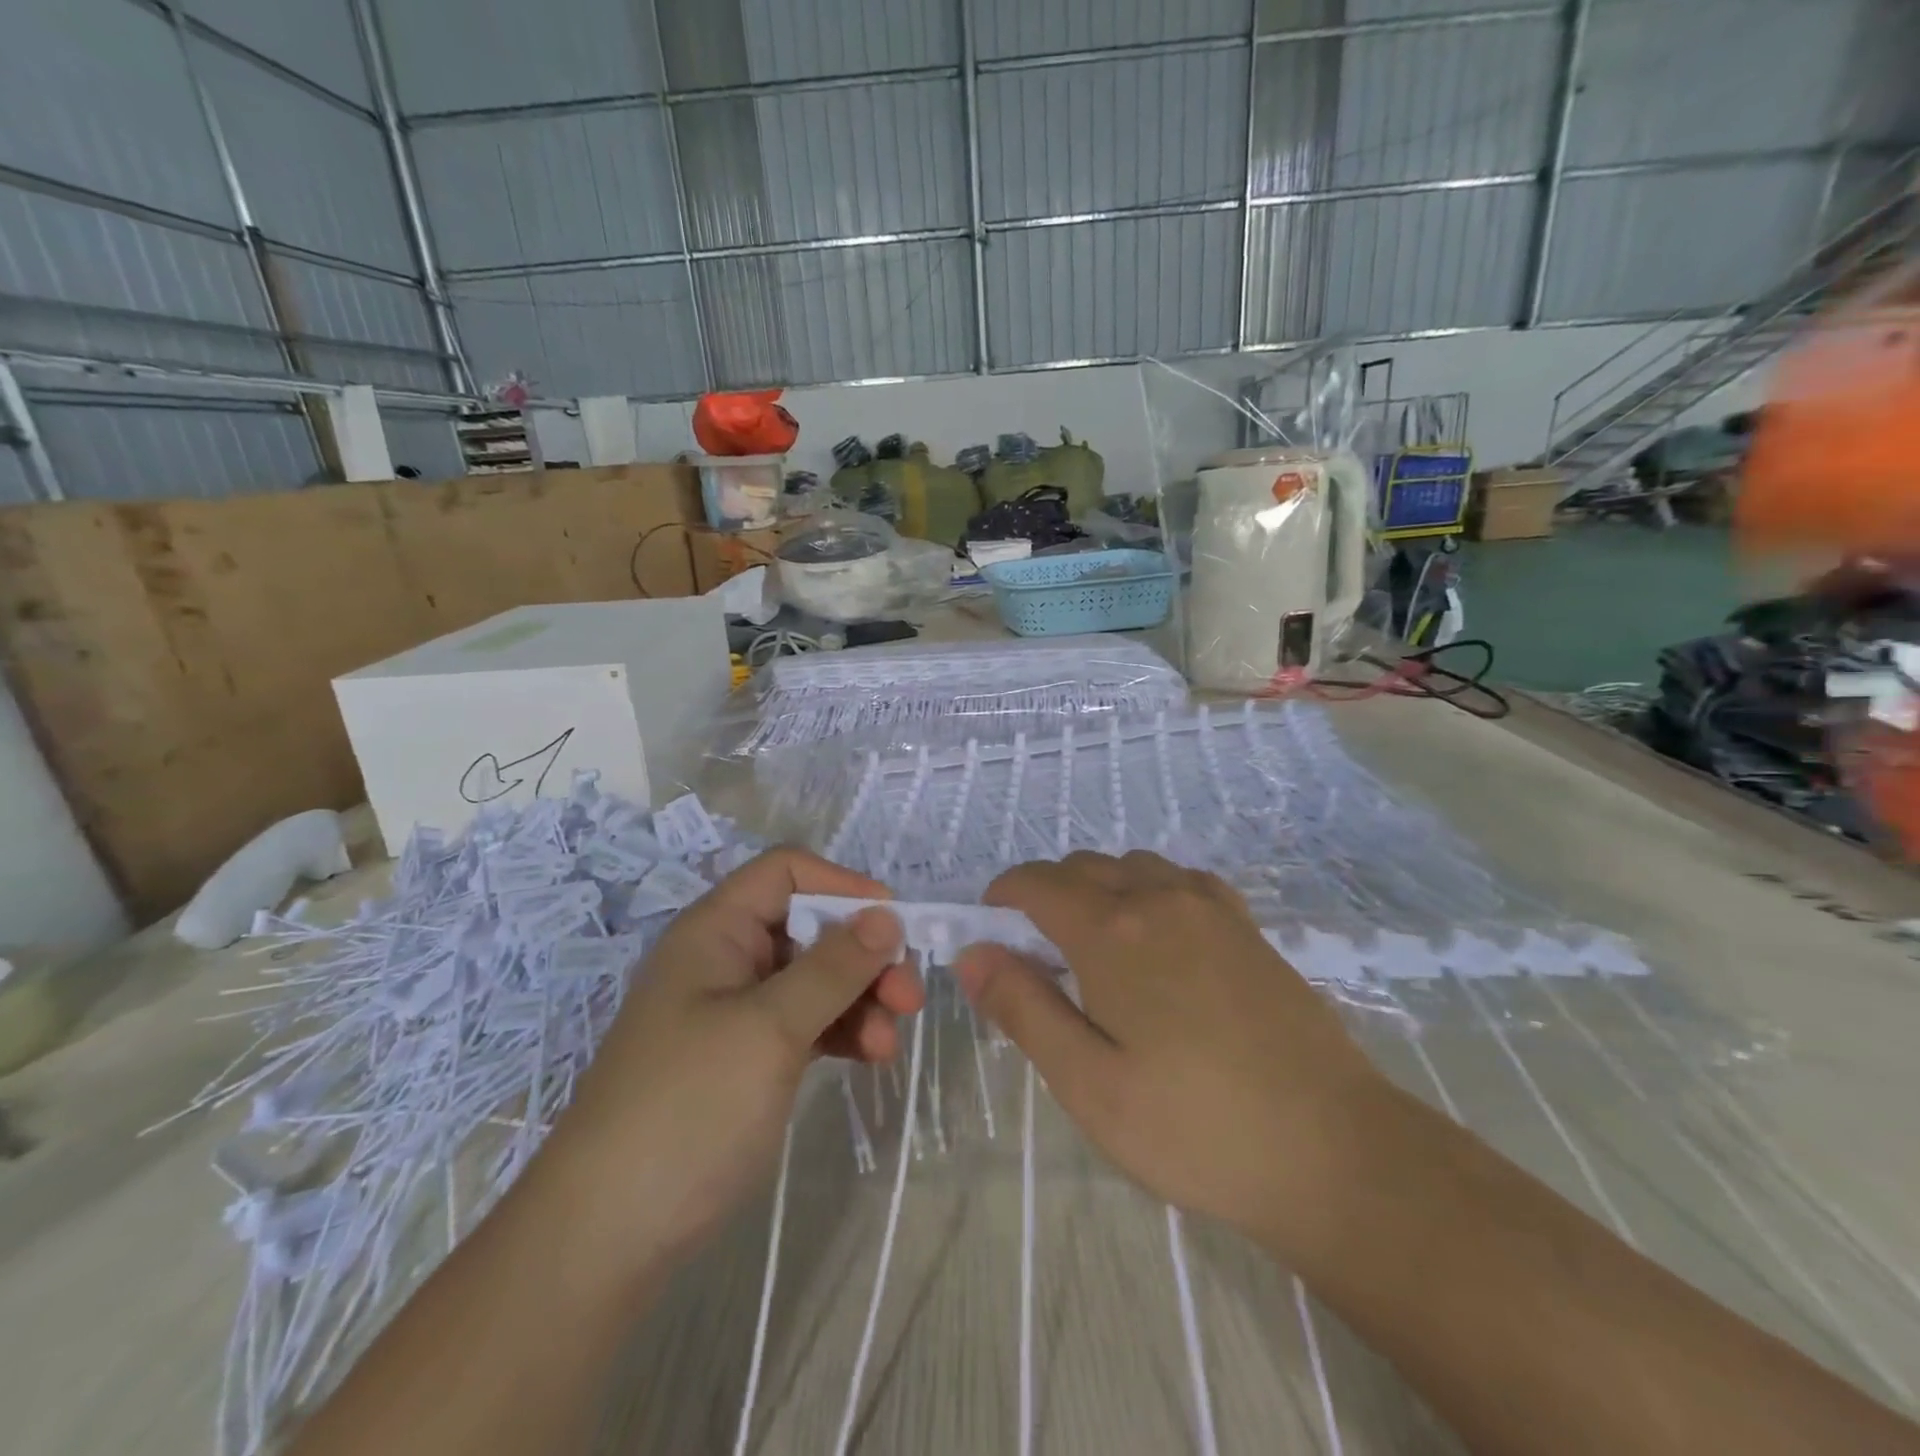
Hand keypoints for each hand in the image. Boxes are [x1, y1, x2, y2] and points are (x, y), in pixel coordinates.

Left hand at [530, 848, 921, 1285]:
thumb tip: (888, 915)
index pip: (786, 872)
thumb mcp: (769, 1028)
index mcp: (716, 930)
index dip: (842, 886)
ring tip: (889, 1045)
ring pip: (815, 979)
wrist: (605, 1237)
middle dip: (863, 955)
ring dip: (860, 1000)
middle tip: (908, 998)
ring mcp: (735, 1011)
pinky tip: (869, 1057)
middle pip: (810, 928)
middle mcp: (726, 959)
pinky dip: (841, 1032)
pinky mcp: (746, 1057)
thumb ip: (833, 967)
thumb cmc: (687, 1108)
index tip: (894, 924)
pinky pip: (806, 1022)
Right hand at [954, 851, 1384, 1247]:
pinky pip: (1179, 880)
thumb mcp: (1088, 1083)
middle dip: (1045, 896)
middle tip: (1039, 960)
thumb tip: (972, 953)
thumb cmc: (1194, 1127)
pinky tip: (1159, 942)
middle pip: (1082, 866)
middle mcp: (1159, 898)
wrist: (1334, 1152)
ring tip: (1097, 953)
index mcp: (1113, 931)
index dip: (1002, 898)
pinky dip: (1148, 890)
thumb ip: (1024, 1007)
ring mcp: (1210, 907)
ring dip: (1098, 890)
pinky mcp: (1247, 926)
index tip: (991, 936)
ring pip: (1131, 866)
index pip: (1038, 882)